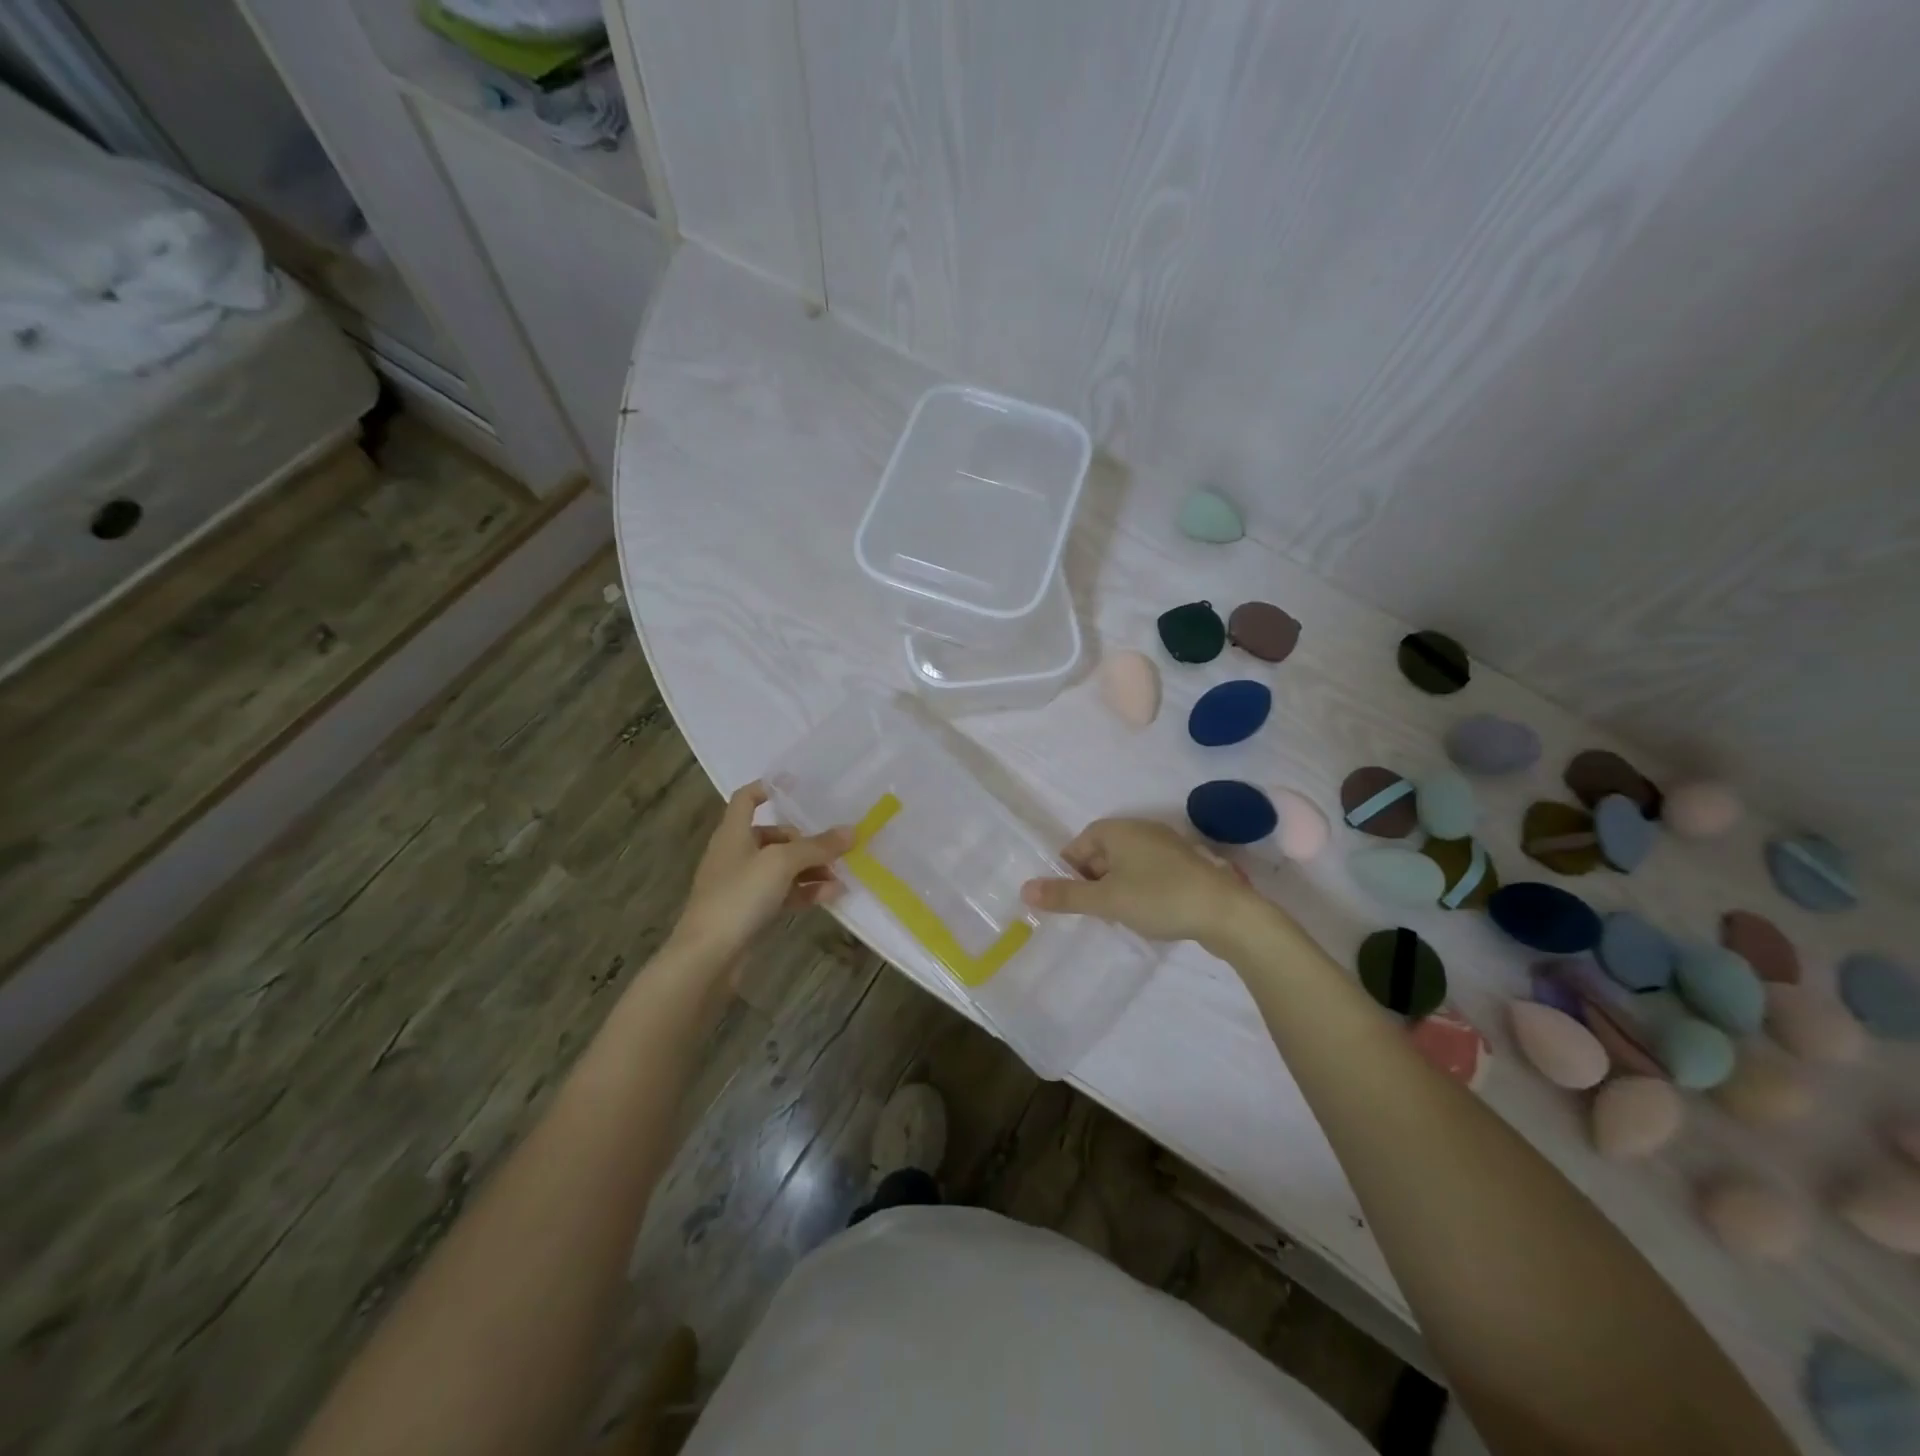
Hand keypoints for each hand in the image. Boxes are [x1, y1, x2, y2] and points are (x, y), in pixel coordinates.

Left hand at [671, 782, 850, 967]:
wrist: (707, 957)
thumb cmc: (739, 896)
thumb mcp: (781, 863)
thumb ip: (817, 846)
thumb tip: (852, 831)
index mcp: (733, 832)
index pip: (746, 798)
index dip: (769, 788)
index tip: (798, 786)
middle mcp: (735, 854)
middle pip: (774, 835)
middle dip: (806, 841)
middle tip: (835, 847)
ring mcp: (741, 885)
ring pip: (782, 867)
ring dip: (811, 869)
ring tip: (841, 876)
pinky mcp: (749, 912)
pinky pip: (783, 893)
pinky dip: (805, 891)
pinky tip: (831, 896)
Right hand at [1019, 818, 1259, 944]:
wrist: (1226, 912)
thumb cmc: (1159, 897)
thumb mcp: (1106, 900)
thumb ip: (1066, 896)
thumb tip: (1024, 889)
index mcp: (1118, 830)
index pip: (1079, 844)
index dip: (1067, 870)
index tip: (1066, 898)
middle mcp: (1141, 830)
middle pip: (1102, 852)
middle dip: (1090, 880)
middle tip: (1087, 912)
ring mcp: (1166, 846)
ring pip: (1126, 865)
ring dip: (1114, 887)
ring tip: (1112, 916)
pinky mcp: (1185, 866)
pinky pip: (1148, 873)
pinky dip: (1138, 890)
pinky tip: (1143, 914)